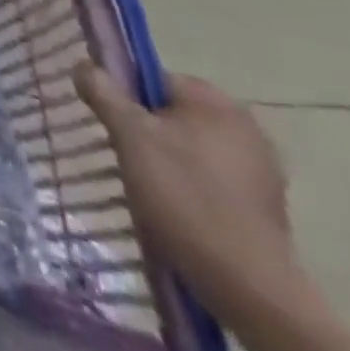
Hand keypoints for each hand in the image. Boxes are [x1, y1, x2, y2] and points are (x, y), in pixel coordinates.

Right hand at [74, 64, 299, 322]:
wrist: (248, 286)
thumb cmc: (184, 196)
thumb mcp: (130, 136)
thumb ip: (104, 93)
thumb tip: (84, 64)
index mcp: (216, 102)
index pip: (154, 78)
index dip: (125, 97)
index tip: (112, 125)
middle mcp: (246, 126)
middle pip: (174, 113)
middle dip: (147, 130)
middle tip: (126, 156)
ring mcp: (261, 168)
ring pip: (193, 147)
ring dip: (169, 159)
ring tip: (148, 187)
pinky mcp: (265, 205)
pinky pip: (214, 178)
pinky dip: (193, 186)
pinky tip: (178, 209)